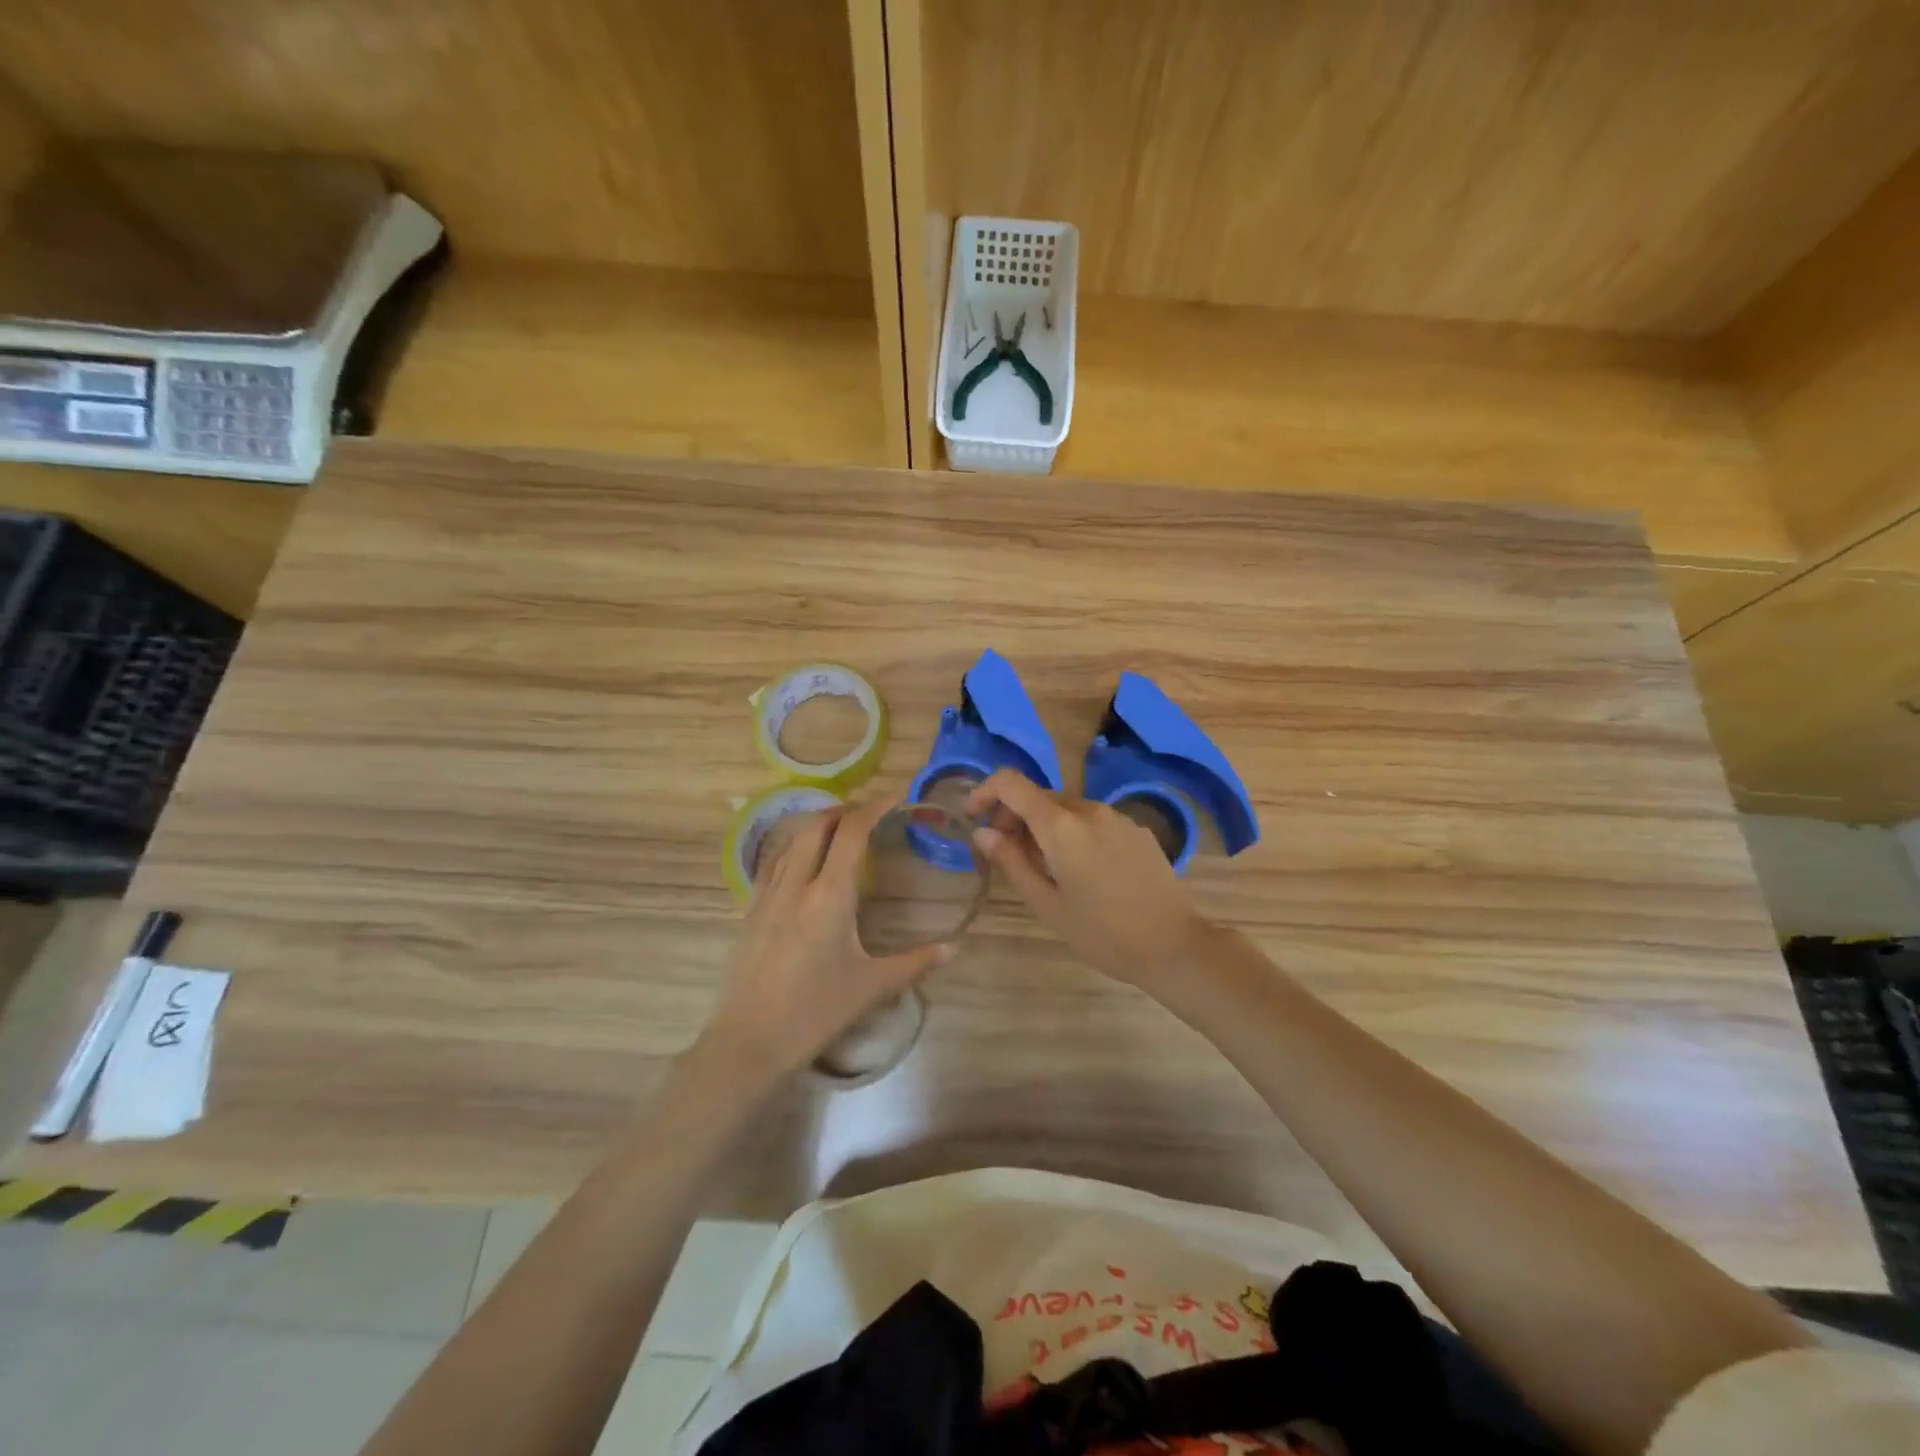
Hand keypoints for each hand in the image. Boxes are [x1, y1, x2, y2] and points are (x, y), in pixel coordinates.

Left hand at [701, 794, 953, 1078]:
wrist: (749, 1042)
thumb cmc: (815, 1012)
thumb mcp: (871, 986)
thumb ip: (915, 962)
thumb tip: (955, 948)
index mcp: (829, 896)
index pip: (851, 834)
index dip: (873, 807)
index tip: (895, 796)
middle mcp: (796, 885)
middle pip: (816, 827)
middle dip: (843, 810)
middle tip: (867, 812)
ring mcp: (767, 897)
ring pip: (790, 842)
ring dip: (815, 825)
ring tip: (837, 828)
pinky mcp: (750, 912)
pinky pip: (772, 864)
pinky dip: (793, 847)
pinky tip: (800, 862)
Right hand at [966, 769, 1213, 992]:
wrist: (1174, 946)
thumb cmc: (1102, 933)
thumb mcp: (1047, 904)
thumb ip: (1012, 862)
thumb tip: (982, 833)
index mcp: (1061, 826)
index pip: (1011, 783)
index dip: (985, 792)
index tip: (973, 817)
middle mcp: (1089, 809)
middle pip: (1039, 797)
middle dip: (1014, 818)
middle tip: (1007, 857)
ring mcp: (1117, 817)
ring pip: (1067, 810)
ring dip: (1045, 828)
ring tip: (1045, 871)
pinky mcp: (1137, 831)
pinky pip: (1094, 821)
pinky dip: (1074, 834)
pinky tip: (1083, 872)